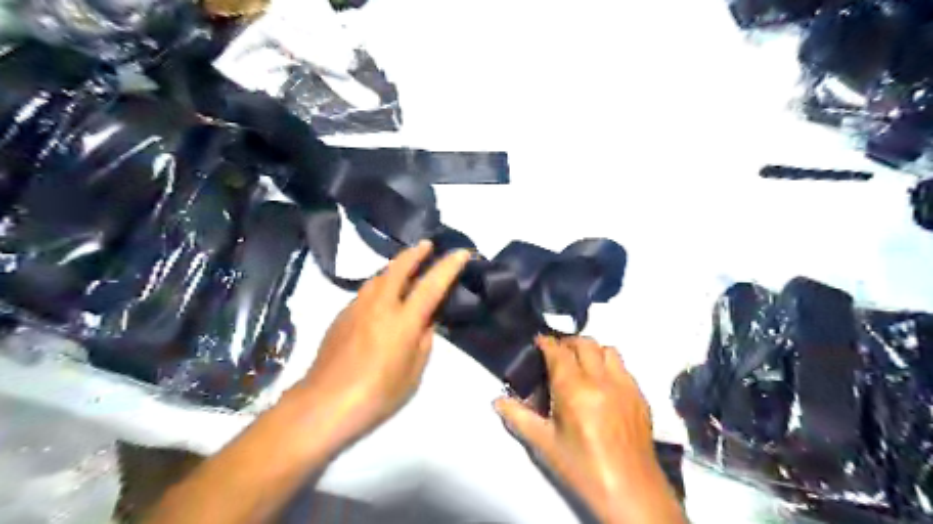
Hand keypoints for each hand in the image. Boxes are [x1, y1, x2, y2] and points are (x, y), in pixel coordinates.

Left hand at [292, 242, 469, 453]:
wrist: (323, 404)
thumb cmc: (377, 395)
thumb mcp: (413, 373)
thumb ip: (423, 341)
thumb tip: (426, 321)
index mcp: (403, 321)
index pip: (431, 285)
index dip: (448, 266)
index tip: (461, 252)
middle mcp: (379, 305)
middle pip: (399, 267)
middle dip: (415, 252)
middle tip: (427, 245)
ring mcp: (357, 307)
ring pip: (379, 276)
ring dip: (396, 265)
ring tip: (406, 265)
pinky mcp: (341, 315)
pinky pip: (366, 290)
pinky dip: (380, 283)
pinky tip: (383, 294)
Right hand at [496, 337, 682, 520]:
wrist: (630, 491)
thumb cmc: (582, 468)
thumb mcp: (544, 443)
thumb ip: (518, 417)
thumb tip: (498, 401)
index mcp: (574, 389)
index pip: (558, 351)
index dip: (546, 343)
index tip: (539, 342)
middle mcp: (601, 380)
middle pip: (585, 343)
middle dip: (567, 342)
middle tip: (556, 354)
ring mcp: (625, 386)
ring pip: (608, 350)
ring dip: (592, 351)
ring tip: (582, 365)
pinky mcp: (641, 396)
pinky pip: (624, 368)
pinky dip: (610, 366)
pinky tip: (603, 385)